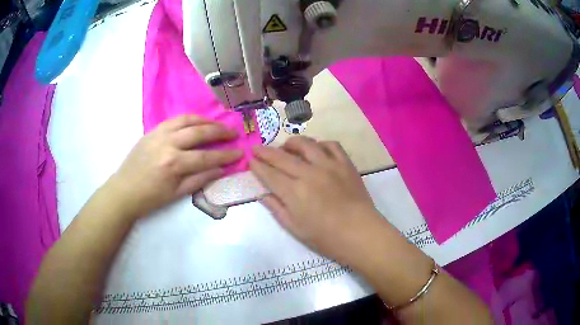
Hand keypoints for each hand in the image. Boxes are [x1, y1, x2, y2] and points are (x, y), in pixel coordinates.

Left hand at [107, 114, 241, 218]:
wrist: (124, 191)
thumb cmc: (150, 198)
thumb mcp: (176, 194)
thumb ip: (199, 179)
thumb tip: (220, 170)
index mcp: (174, 164)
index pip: (206, 157)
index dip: (225, 155)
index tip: (240, 152)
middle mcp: (168, 144)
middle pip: (199, 132)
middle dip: (220, 132)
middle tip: (233, 133)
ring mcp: (159, 134)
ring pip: (187, 120)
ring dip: (206, 120)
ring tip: (218, 124)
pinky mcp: (152, 130)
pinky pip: (174, 120)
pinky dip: (189, 119)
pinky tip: (197, 122)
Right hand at [250, 137, 383, 265]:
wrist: (360, 233)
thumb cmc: (326, 237)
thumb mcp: (295, 228)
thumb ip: (277, 208)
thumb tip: (263, 194)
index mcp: (295, 192)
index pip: (270, 174)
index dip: (257, 166)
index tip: (250, 160)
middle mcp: (309, 173)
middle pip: (282, 157)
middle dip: (266, 151)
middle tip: (257, 148)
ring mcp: (329, 165)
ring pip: (306, 144)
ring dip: (291, 143)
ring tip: (286, 147)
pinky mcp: (345, 164)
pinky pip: (331, 145)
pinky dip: (320, 144)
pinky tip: (316, 149)